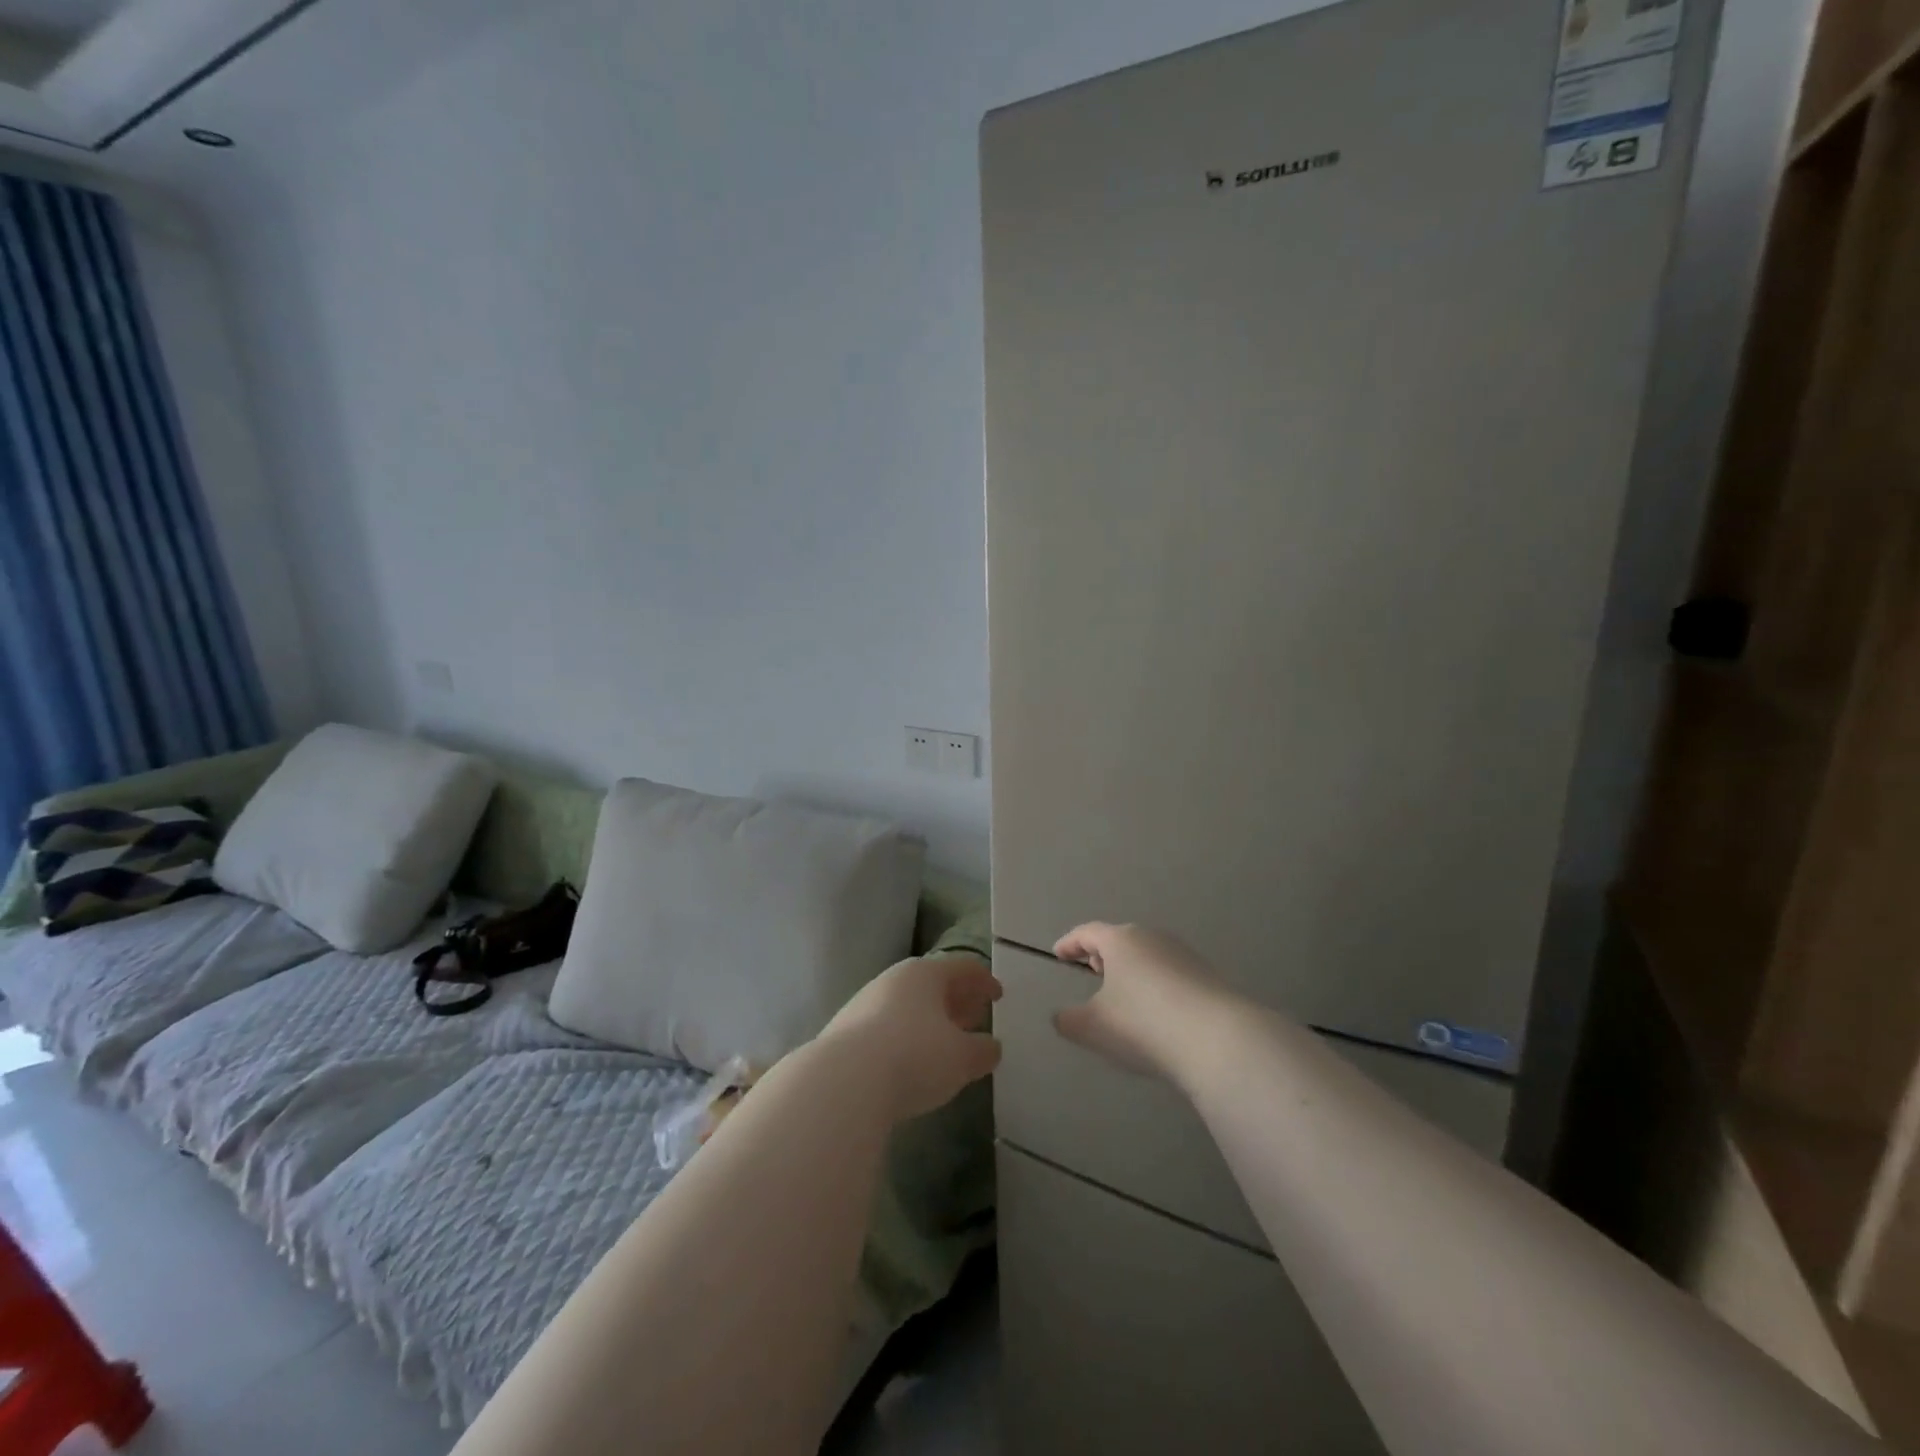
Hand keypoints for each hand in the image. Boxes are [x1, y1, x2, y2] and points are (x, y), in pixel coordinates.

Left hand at [817, 955, 1003, 1120]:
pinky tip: (911, 1060)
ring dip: (931, 1019)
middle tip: (975, 1016)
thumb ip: (982, 1050)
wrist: (843, 1081)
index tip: (998, 995)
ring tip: (946, 1041)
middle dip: (956, 999)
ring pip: (908, 1004)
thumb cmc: (914, 1056)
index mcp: (925, 974)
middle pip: (933, 983)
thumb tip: (991, 1046)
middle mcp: (894, 980)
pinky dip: (907, 1035)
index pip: (962, 968)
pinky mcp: (845, 1031)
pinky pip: (887, 1026)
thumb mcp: (961, 1058)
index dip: (984, 981)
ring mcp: (865, 1003)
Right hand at [1052, 923, 1234, 1083]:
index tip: (1058, 954)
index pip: (1087, 932)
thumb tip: (1061, 1016)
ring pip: (1147, 955)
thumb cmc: (1144, 1024)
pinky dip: (1155, 984)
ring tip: (1123, 993)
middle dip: (1102, 954)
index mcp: (1120, 940)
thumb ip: (1069, 1020)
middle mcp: (1152, 937)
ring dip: (1131, 969)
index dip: (1069, 943)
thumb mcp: (1094, 1027)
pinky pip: (1169, 973)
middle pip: (1120, 939)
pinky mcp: (1208, 975)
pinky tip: (1156, 1011)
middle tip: (1090, 970)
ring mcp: (1184, 954)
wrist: (1219, 1040)